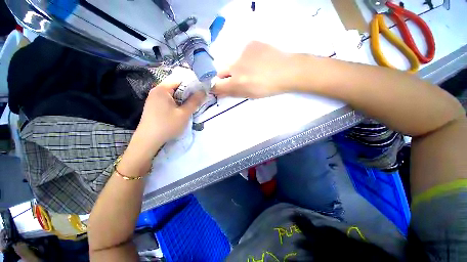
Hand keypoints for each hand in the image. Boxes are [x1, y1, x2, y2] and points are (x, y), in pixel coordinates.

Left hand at [132, 80, 204, 156]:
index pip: (179, 80)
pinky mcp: (153, 106)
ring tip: (190, 106)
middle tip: (197, 101)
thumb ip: (194, 101)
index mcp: (162, 89)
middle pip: (175, 87)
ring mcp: (153, 99)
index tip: (200, 92)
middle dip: (187, 93)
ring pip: (172, 95)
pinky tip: (179, 111)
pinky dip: (175, 104)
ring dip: (182, 99)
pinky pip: (167, 101)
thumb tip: (203, 91)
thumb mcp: (184, 113)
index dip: (191, 85)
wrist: (148, 140)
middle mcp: (156, 91)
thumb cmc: (167, 125)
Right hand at [213, 41, 300, 97]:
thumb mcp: (250, 94)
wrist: (287, 70)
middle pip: (220, 72)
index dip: (216, 87)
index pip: (216, 85)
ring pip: (232, 62)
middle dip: (225, 77)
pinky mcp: (250, 43)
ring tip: (252, 69)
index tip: (219, 88)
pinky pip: (242, 53)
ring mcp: (243, 53)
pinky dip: (246, 58)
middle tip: (237, 79)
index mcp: (237, 82)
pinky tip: (257, 60)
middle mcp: (236, 67)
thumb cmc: (269, 87)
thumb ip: (233, 93)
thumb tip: (220, 93)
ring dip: (237, 67)